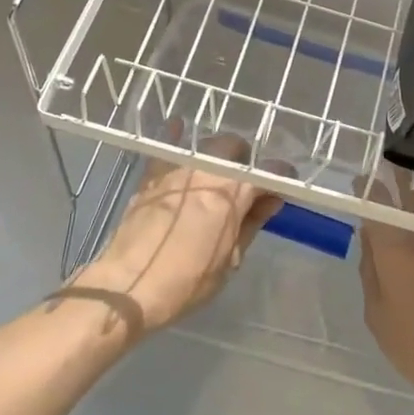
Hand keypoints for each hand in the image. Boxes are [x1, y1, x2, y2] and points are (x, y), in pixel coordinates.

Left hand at [75, 136, 282, 336]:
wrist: (128, 285)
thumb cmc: (186, 281)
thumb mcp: (230, 260)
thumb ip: (251, 224)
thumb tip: (269, 201)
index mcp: (233, 192)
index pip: (268, 172)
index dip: (282, 178)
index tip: (285, 187)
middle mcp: (207, 170)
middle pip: (236, 148)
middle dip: (247, 160)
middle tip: (248, 182)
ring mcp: (177, 169)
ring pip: (206, 146)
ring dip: (218, 154)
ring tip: (219, 171)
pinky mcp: (152, 175)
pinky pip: (168, 147)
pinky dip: (177, 137)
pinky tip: (179, 129)